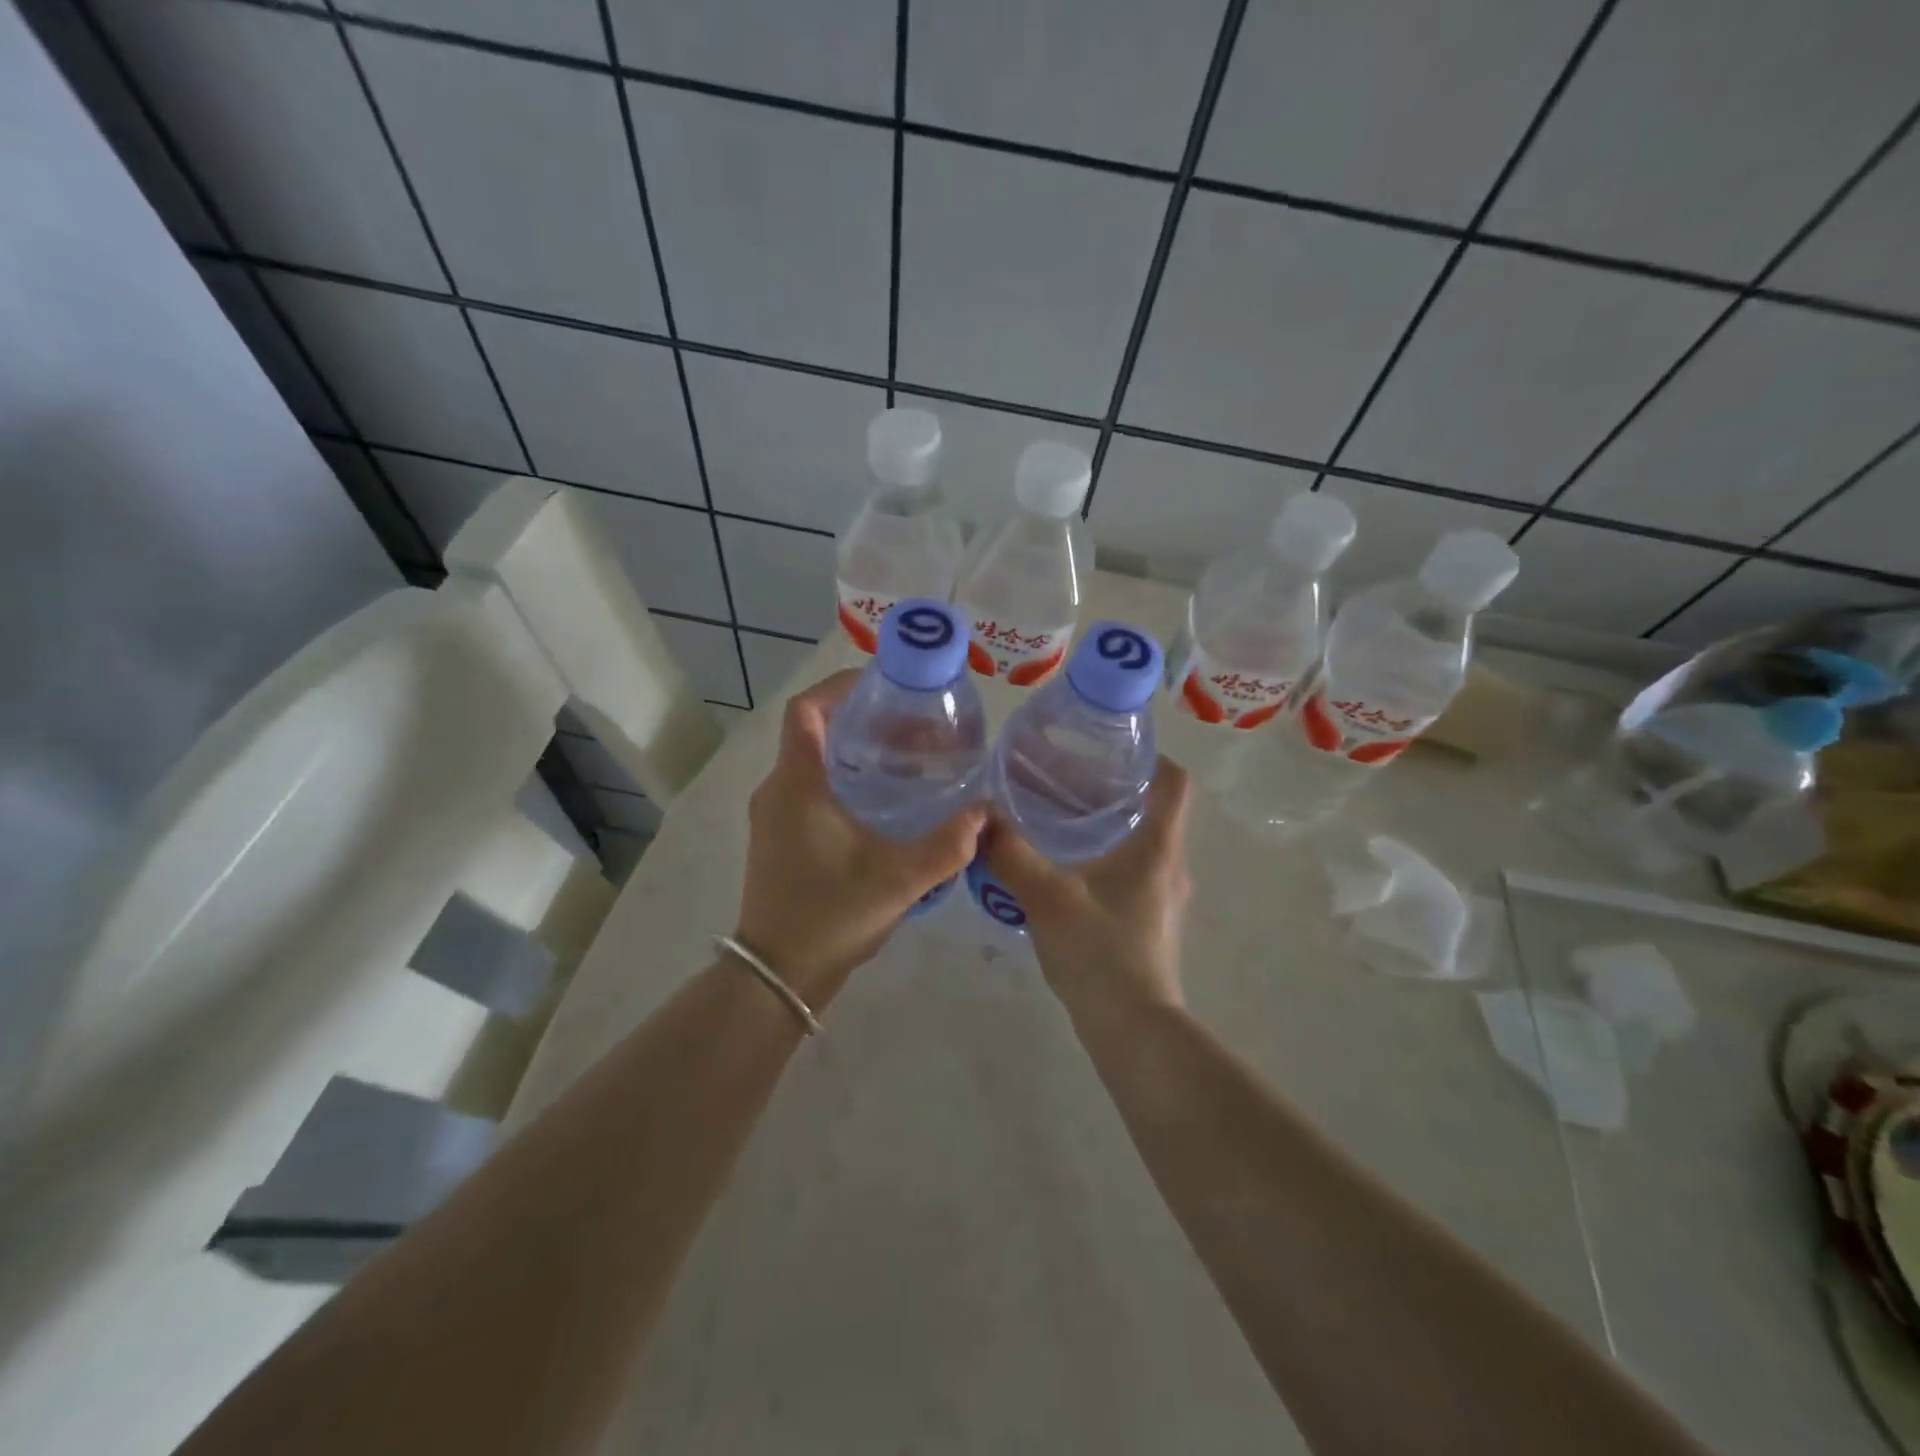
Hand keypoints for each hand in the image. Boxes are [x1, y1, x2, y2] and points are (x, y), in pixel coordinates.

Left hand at [734, 670, 984, 1007]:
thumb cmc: (830, 915)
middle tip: (913, 726)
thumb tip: (985, 813)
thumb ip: (947, 844)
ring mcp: (774, 816)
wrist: (778, 975)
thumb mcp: (898, 879)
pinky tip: (883, 800)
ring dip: (854, 751)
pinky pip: (809, 787)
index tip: (884, 686)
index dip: (839, 686)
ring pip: (812, 761)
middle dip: (862, 720)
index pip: (805, 709)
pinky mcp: (779, 838)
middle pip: (814, 731)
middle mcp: (778, 790)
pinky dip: (844, 778)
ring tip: (906, 757)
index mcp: (796, 784)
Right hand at [979, 757, 1191, 1016]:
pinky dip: (1106, 857)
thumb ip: (1012, 854)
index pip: (1174, 783)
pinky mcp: (1150, 921)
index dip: (1151, 757)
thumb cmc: (1100, 952)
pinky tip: (1066, 866)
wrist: (1131, 1028)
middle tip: (1068, 776)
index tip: (1111, 747)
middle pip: (1155, 809)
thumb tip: (981, 818)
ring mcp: (1163, 896)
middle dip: (1116, 788)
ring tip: (1061, 815)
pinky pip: (1132, 872)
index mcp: (1157, 847)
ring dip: (1109, 824)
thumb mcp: (1047, 897)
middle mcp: (1170, 866)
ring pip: (1142, 842)